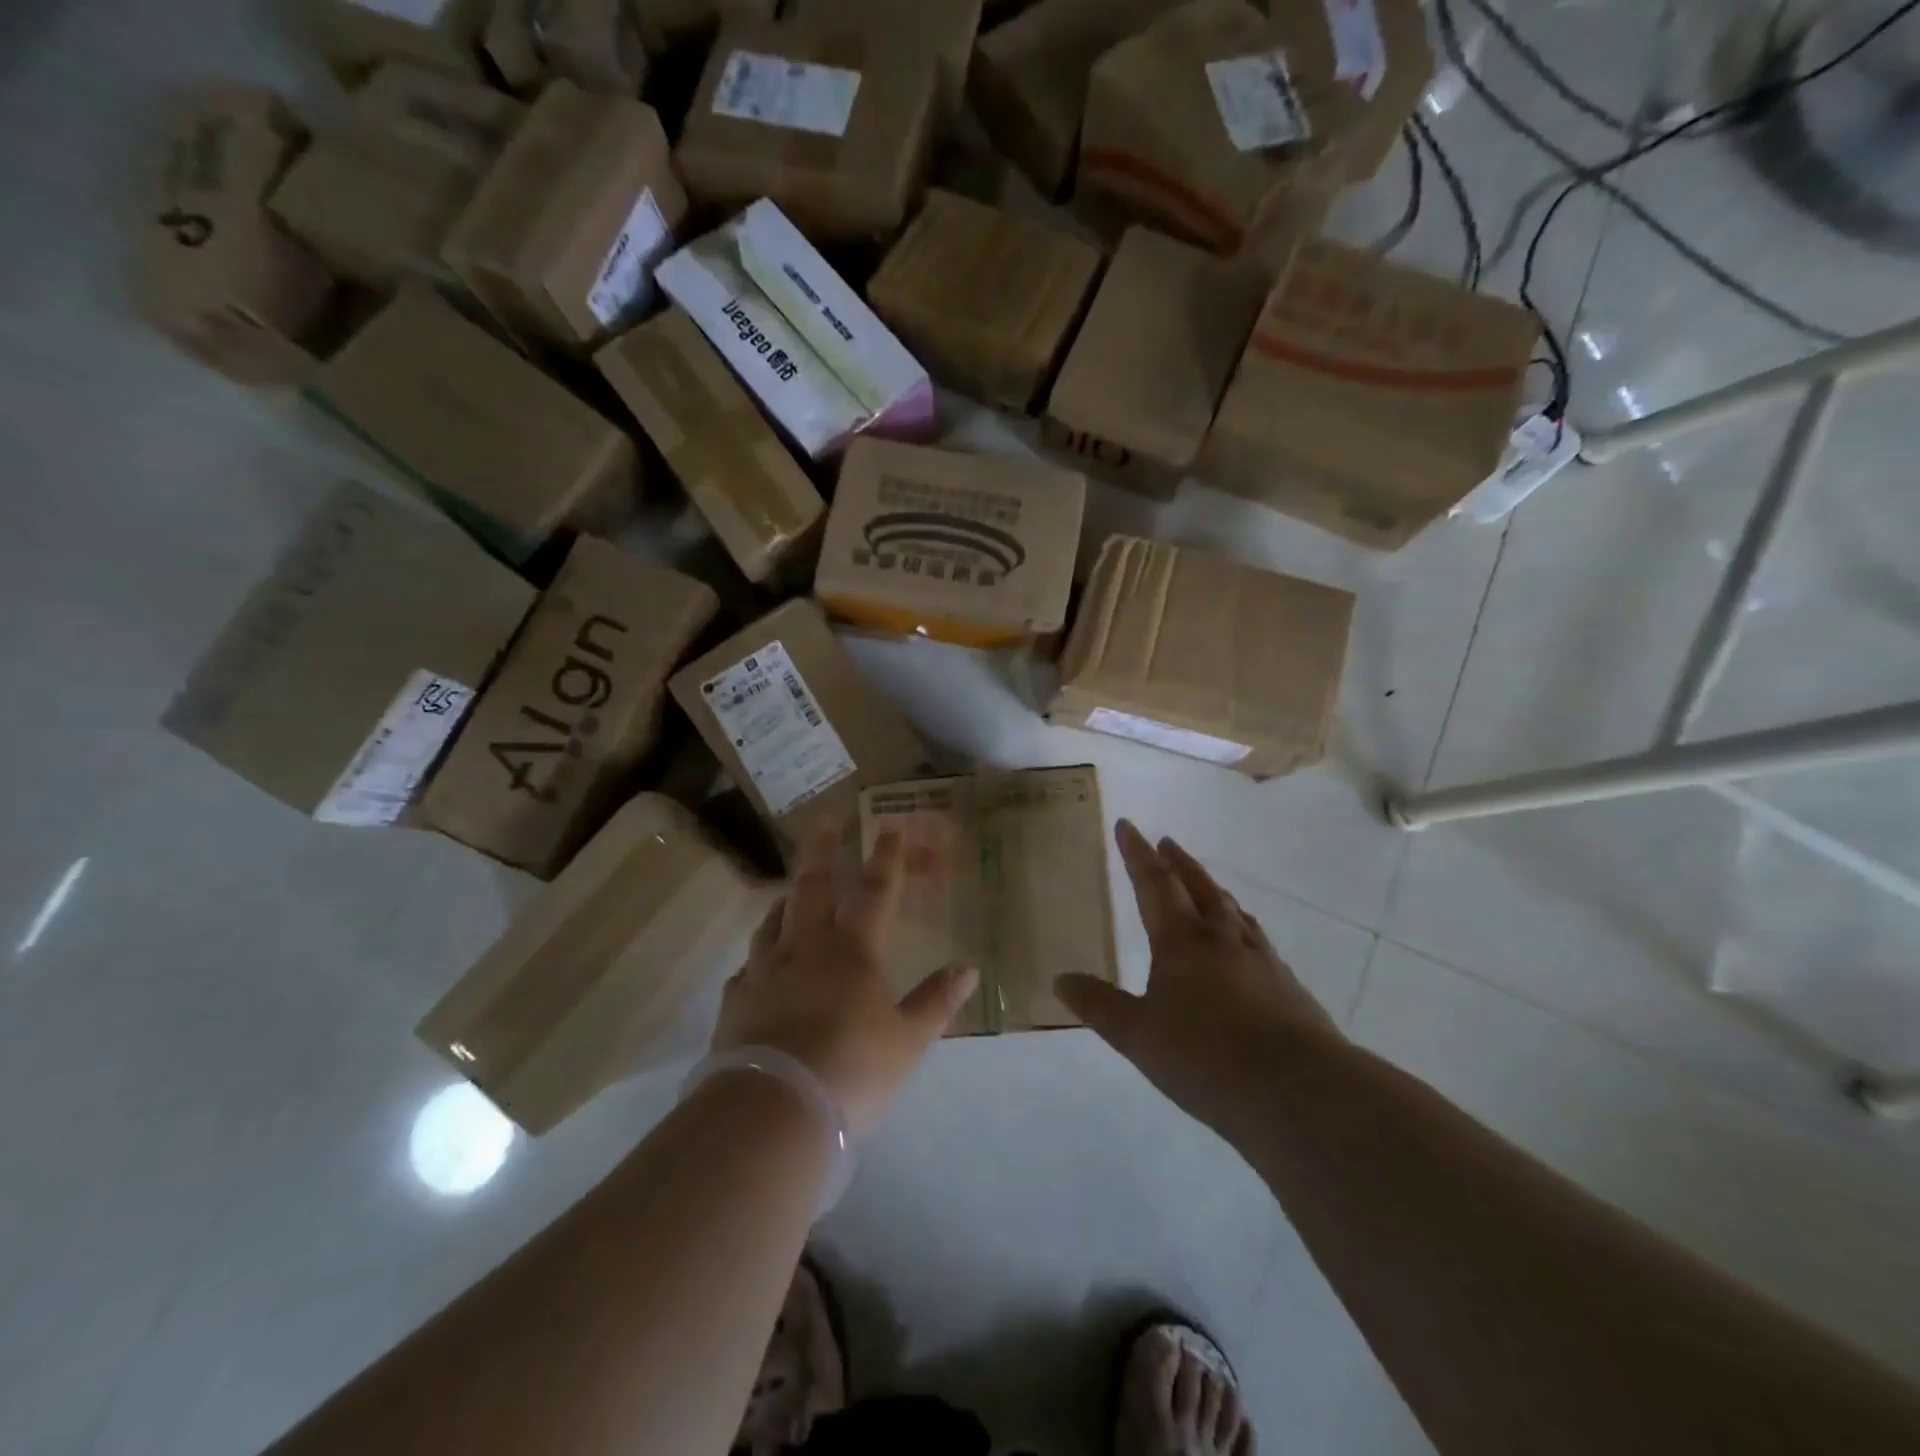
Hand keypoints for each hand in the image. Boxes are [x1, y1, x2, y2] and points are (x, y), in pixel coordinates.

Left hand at [713, 827, 977, 1138]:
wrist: (773, 1110)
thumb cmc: (852, 1070)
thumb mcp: (908, 1041)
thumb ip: (936, 1002)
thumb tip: (968, 969)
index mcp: (852, 950)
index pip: (874, 891)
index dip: (886, 858)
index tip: (890, 827)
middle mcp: (805, 948)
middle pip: (812, 888)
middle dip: (822, 852)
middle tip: (823, 822)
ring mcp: (765, 972)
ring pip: (773, 921)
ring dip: (786, 900)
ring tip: (789, 891)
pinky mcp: (736, 1002)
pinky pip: (748, 967)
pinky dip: (759, 957)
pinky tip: (758, 966)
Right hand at [1055, 821, 1345, 1134]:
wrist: (1298, 1090)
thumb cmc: (1206, 1057)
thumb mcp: (1138, 1036)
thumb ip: (1099, 1005)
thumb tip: (1060, 979)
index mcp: (1182, 940)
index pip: (1153, 883)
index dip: (1136, 853)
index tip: (1127, 825)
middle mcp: (1221, 937)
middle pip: (1197, 886)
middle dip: (1178, 862)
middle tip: (1166, 842)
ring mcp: (1259, 958)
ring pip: (1231, 909)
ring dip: (1211, 888)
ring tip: (1204, 883)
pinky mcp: (1286, 985)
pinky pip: (1255, 937)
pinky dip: (1240, 923)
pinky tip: (1244, 939)